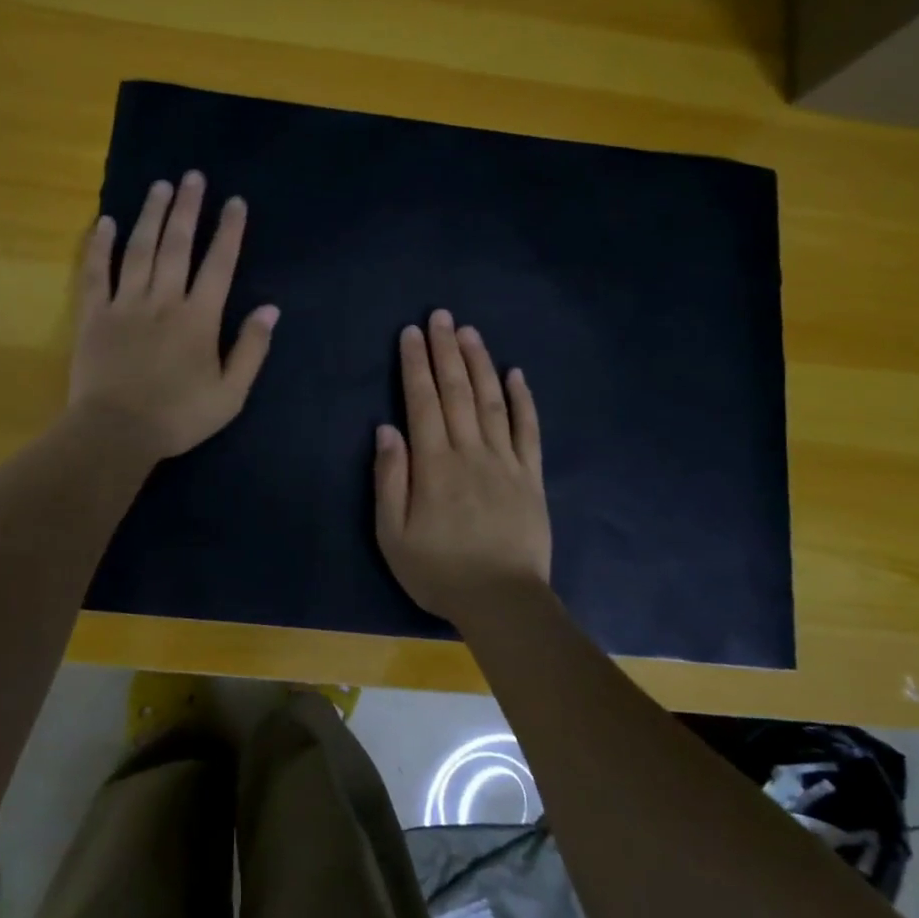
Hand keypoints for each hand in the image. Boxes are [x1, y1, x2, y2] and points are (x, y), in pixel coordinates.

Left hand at [68, 171, 278, 459]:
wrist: (116, 433)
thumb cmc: (178, 417)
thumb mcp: (230, 394)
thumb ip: (251, 349)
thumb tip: (270, 309)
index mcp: (199, 318)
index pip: (219, 264)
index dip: (229, 231)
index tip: (235, 202)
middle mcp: (163, 300)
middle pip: (177, 245)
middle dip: (188, 208)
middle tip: (193, 177)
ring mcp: (125, 304)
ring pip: (139, 249)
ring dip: (151, 215)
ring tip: (160, 186)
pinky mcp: (94, 315)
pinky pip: (96, 272)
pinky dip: (99, 246)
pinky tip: (106, 222)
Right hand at [374, 310, 549, 626]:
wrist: (503, 601)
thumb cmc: (439, 571)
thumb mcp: (393, 535)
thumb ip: (389, 479)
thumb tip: (386, 429)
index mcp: (434, 464)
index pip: (422, 402)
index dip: (416, 364)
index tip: (412, 333)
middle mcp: (470, 452)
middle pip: (458, 391)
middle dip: (446, 351)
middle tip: (442, 316)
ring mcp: (506, 462)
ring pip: (492, 401)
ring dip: (480, 363)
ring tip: (470, 333)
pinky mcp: (531, 477)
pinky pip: (528, 430)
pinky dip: (523, 400)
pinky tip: (516, 374)